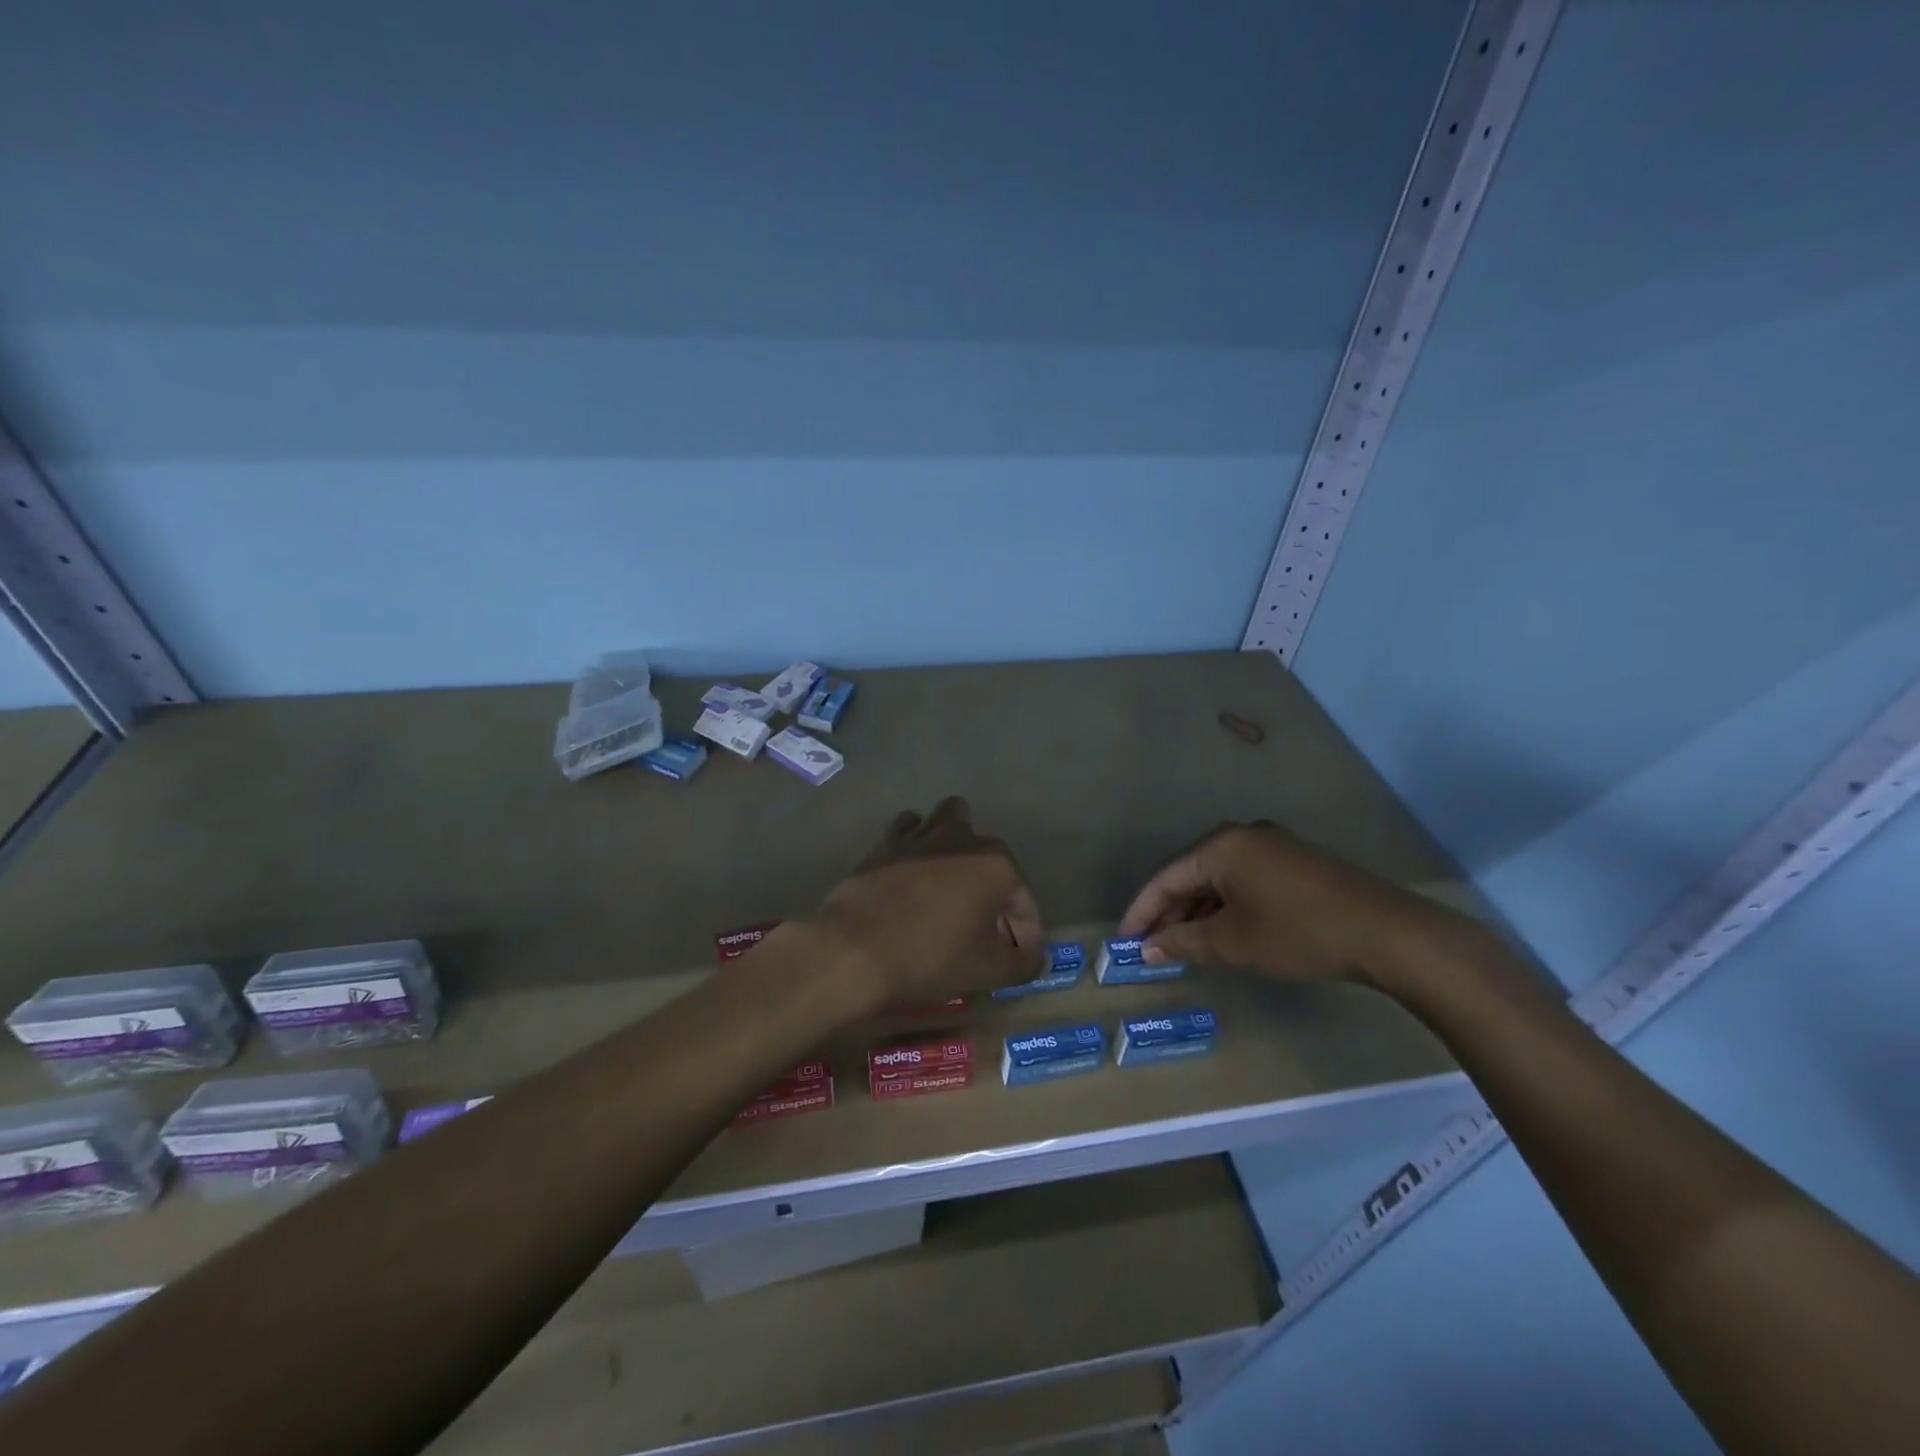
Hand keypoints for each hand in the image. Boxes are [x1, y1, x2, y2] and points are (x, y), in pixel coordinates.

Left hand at [810, 796, 1045, 1008]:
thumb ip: (1023, 963)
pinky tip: (913, 874)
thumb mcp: (987, 971)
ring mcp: (921, 835)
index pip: (1024, 901)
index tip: (1016, 961)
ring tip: (950, 885)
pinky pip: (910, 832)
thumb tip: (1037, 958)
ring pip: (950, 822)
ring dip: (957, 846)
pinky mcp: (886, 843)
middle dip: (994, 891)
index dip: (1026, 934)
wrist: (852, 950)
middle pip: (992, 859)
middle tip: (984, 930)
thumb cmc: (930, 957)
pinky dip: (917, 846)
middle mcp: (963, 838)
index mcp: (996, 863)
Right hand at [1118, 820, 1457, 984]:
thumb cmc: (1299, 932)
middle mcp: (1243, 836)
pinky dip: (1227, 907)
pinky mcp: (1295, 863)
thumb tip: (1148, 949)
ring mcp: (1273, 846)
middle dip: (1170, 912)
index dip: (1141, 911)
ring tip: (1185, 946)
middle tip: (1154, 948)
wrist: (1388, 933)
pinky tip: (1225, 933)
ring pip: (1219, 879)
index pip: (1165, 877)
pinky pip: (1245, 881)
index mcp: (1221, 846)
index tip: (1124, 942)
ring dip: (1199, 912)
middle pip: (1191, 874)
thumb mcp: (1234, 943)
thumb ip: (1184, 942)